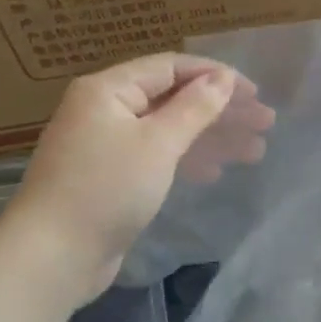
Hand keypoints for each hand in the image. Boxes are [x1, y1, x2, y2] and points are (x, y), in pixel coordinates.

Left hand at [7, 53, 274, 294]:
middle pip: (173, 99)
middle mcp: (105, 111)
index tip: (255, 93)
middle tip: (265, 124)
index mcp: (108, 90)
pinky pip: (157, 157)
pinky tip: (214, 172)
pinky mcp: (111, 178)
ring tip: (255, 151)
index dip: (215, 76)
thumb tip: (223, 78)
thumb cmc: (107, 188)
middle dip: (221, 111)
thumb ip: (194, 108)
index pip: (170, 67)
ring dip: (211, 138)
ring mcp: (107, 146)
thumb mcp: (158, 143)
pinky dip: (187, 160)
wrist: (55, 254)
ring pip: (169, 131)